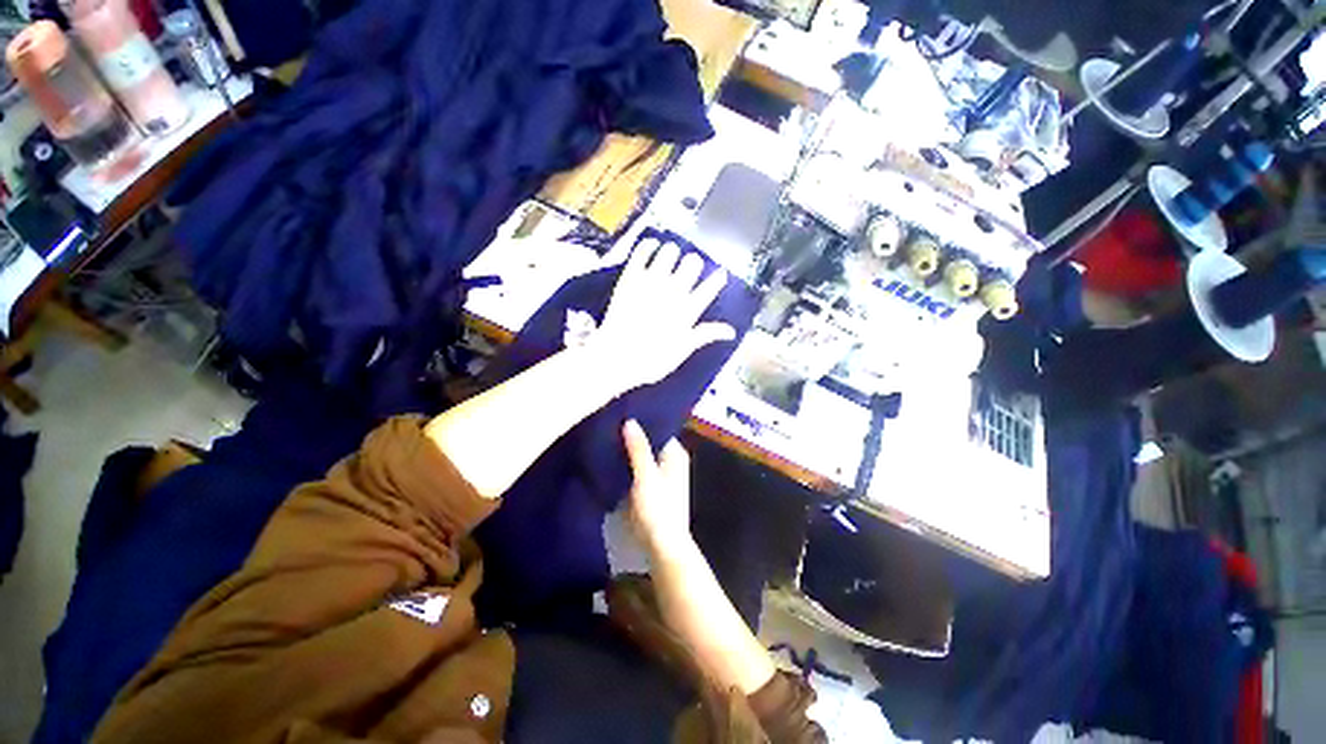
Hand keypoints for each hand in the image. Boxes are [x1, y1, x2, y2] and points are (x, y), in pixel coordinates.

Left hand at [592, 238, 734, 391]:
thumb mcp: (682, 351)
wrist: (615, 358)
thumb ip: (705, 335)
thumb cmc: (651, 360)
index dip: (718, 278)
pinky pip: (642, 250)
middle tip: (688, 271)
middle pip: (693, 262)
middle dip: (693, 264)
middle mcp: (673, 291)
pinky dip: (649, 246)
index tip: (719, 275)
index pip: (711, 285)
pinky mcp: (630, 277)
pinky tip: (651, 248)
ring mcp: (650, 281)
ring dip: (673, 253)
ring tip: (669, 259)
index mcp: (688, 310)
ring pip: (670, 251)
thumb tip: (731, 331)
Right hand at [622, 419, 694, 558]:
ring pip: (642, 456)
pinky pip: (638, 468)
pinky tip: (610, 459)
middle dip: (632, 436)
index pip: (658, 429)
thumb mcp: (646, 476)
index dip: (642, 422)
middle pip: (650, 442)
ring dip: (628, 450)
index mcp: (675, 454)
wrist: (662, 546)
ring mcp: (661, 475)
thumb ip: (638, 449)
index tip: (621, 412)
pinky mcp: (651, 487)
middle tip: (609, 424)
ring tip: (607, 437)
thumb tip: (630, 421)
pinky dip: (627, 464)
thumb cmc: (658, 509)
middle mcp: (671, 461)